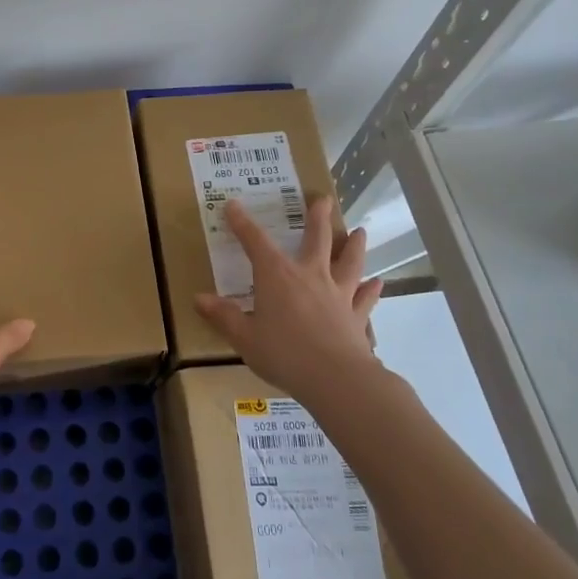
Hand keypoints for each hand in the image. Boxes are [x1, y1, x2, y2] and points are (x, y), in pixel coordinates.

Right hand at [194, 197, 384, 401]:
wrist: (336, 379)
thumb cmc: (284, 353)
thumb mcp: (244, 337)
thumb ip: (224, 316)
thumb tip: (199, 299)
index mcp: (277, 275)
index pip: (255, 242)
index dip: (242, 223)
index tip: (233, 205)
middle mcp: (310, 276)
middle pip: (317, 239)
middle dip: (318, 218)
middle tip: (324, 199)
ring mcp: (338, 294)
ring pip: (349, 262)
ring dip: (354, 246)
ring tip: (361, 231)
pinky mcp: (356, 316)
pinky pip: (365, 298)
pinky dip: (371, 290)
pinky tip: (378, 283)